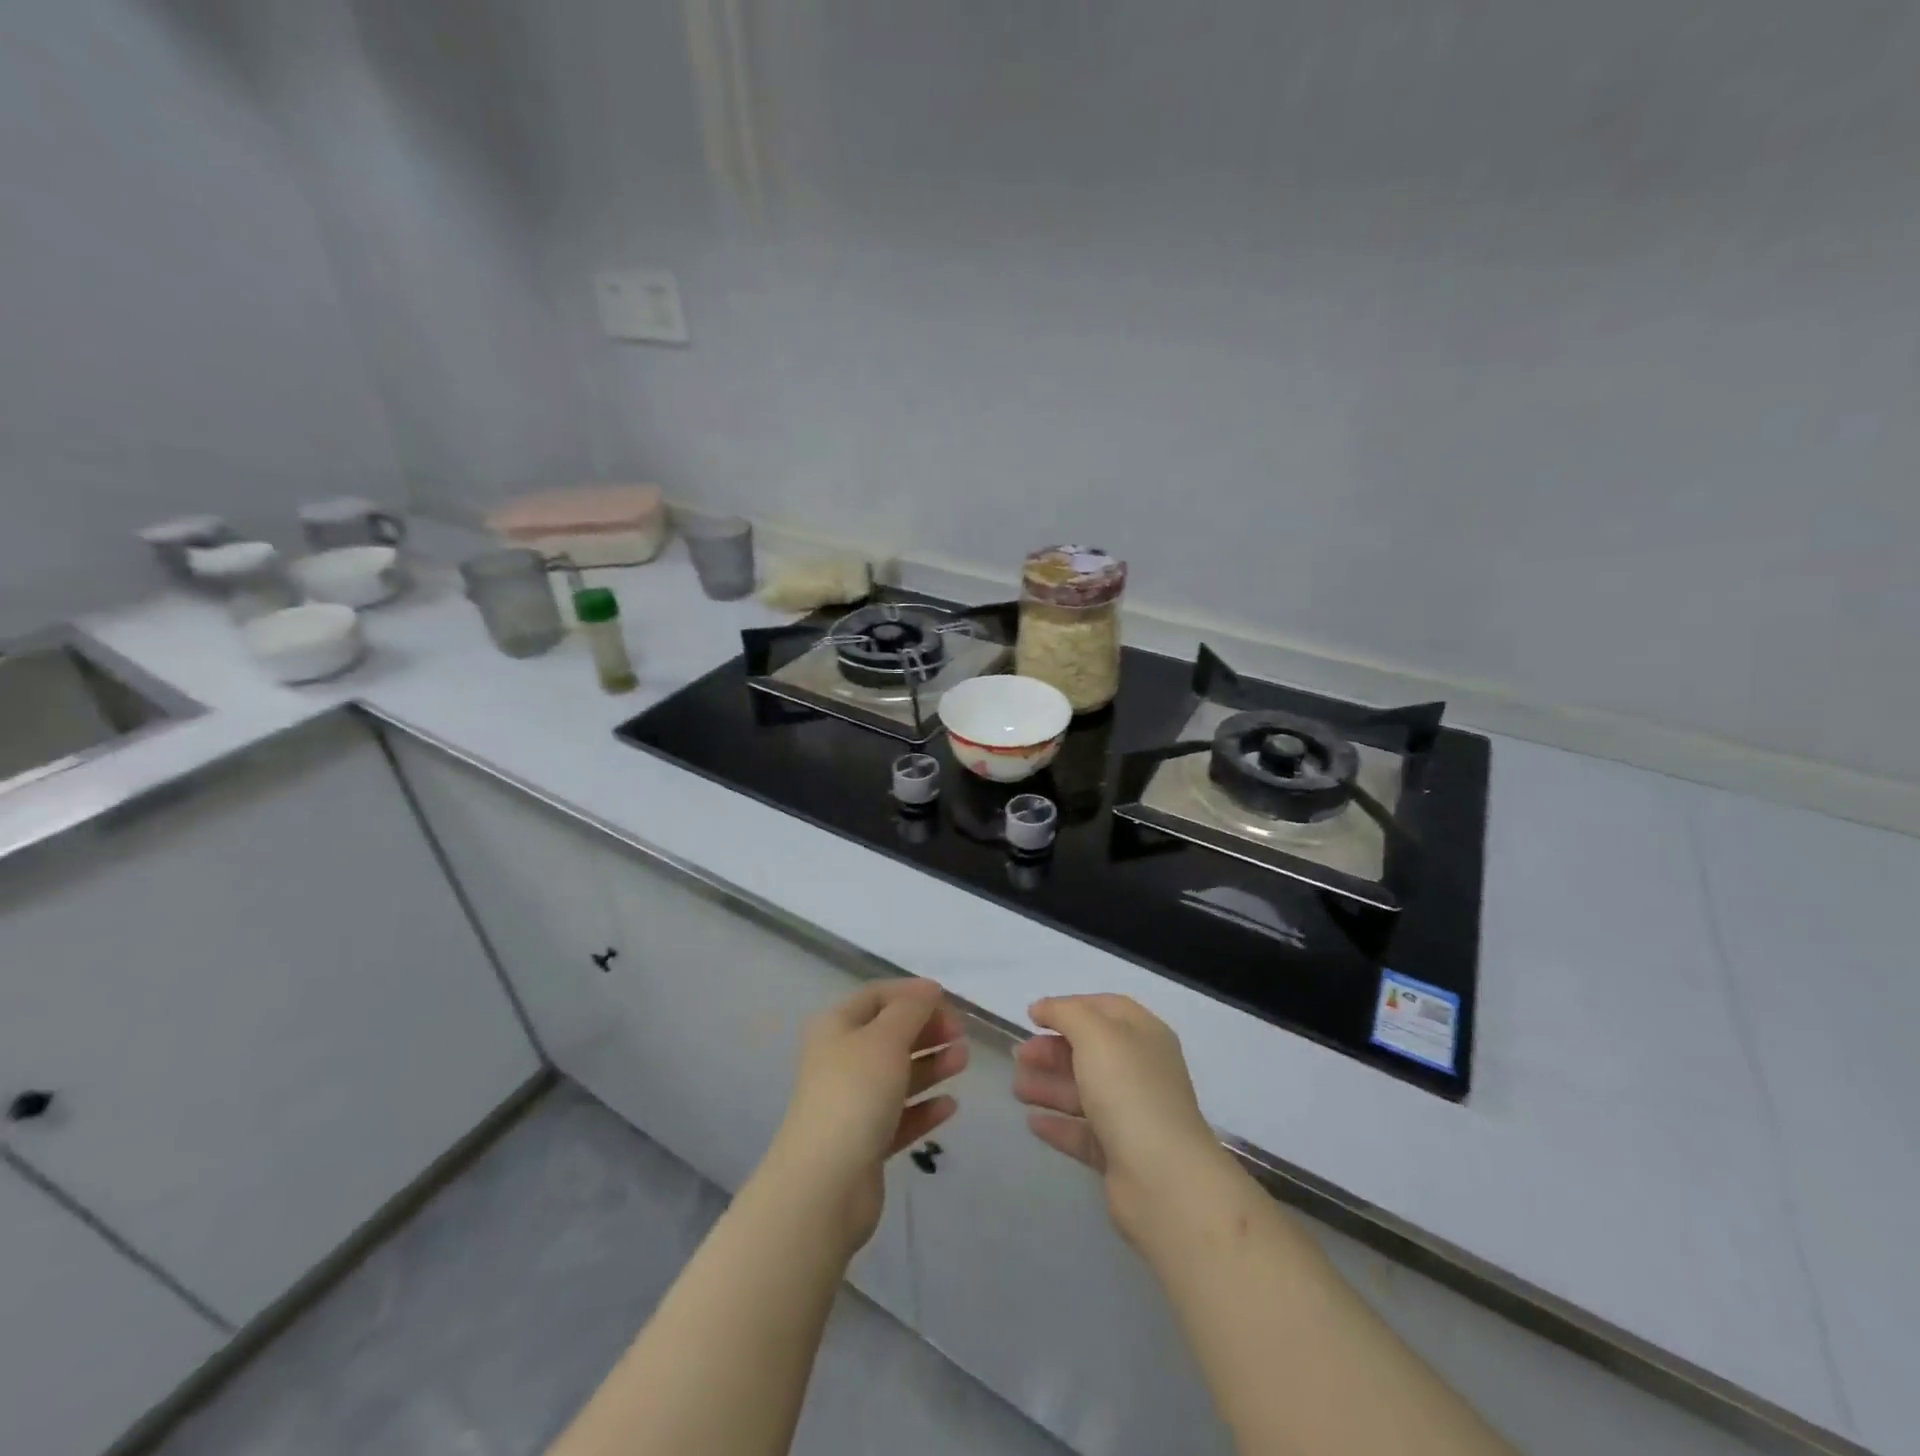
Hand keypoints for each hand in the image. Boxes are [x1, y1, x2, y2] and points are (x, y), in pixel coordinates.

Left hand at [761, 979, 966, 1254]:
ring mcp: (851, 1103)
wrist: (825, 1185)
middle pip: (889, 1035)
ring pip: (897, 1075)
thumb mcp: (886, 1038)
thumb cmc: (855, 1094)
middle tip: (960, 1034)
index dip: (911, 993)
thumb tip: (928, 989)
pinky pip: (900, 1115)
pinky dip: (924, 1107)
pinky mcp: (865, 1142)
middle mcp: (840, 1060)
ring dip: (931, 1065)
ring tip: (963, 1061)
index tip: (948, 999)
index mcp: (836, 1027)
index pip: (876, 996)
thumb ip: (911, 1009)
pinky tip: (950, 1105)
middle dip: (926, 1030)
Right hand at [1014, 994, 1228, 1245]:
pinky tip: (1032, 1123)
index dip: (1069, 1007)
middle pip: (1091, 1051)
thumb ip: (1066, 1013)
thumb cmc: (1128, 1091)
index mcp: (1144, 1035)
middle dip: (1052, 1050)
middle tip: (1018, 1056)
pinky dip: (1058, 1124)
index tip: (1033, 1016)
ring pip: (1084, 1092)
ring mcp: (1133, 1115)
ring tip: (1016, 1089)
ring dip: (1049, 1085)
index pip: (1105, 1009)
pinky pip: (1083, 1132)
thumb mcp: (1095, 1034)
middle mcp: (1142, 1071)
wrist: (1162, 1179)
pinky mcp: (1121, 1155)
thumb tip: (1043, 1007)